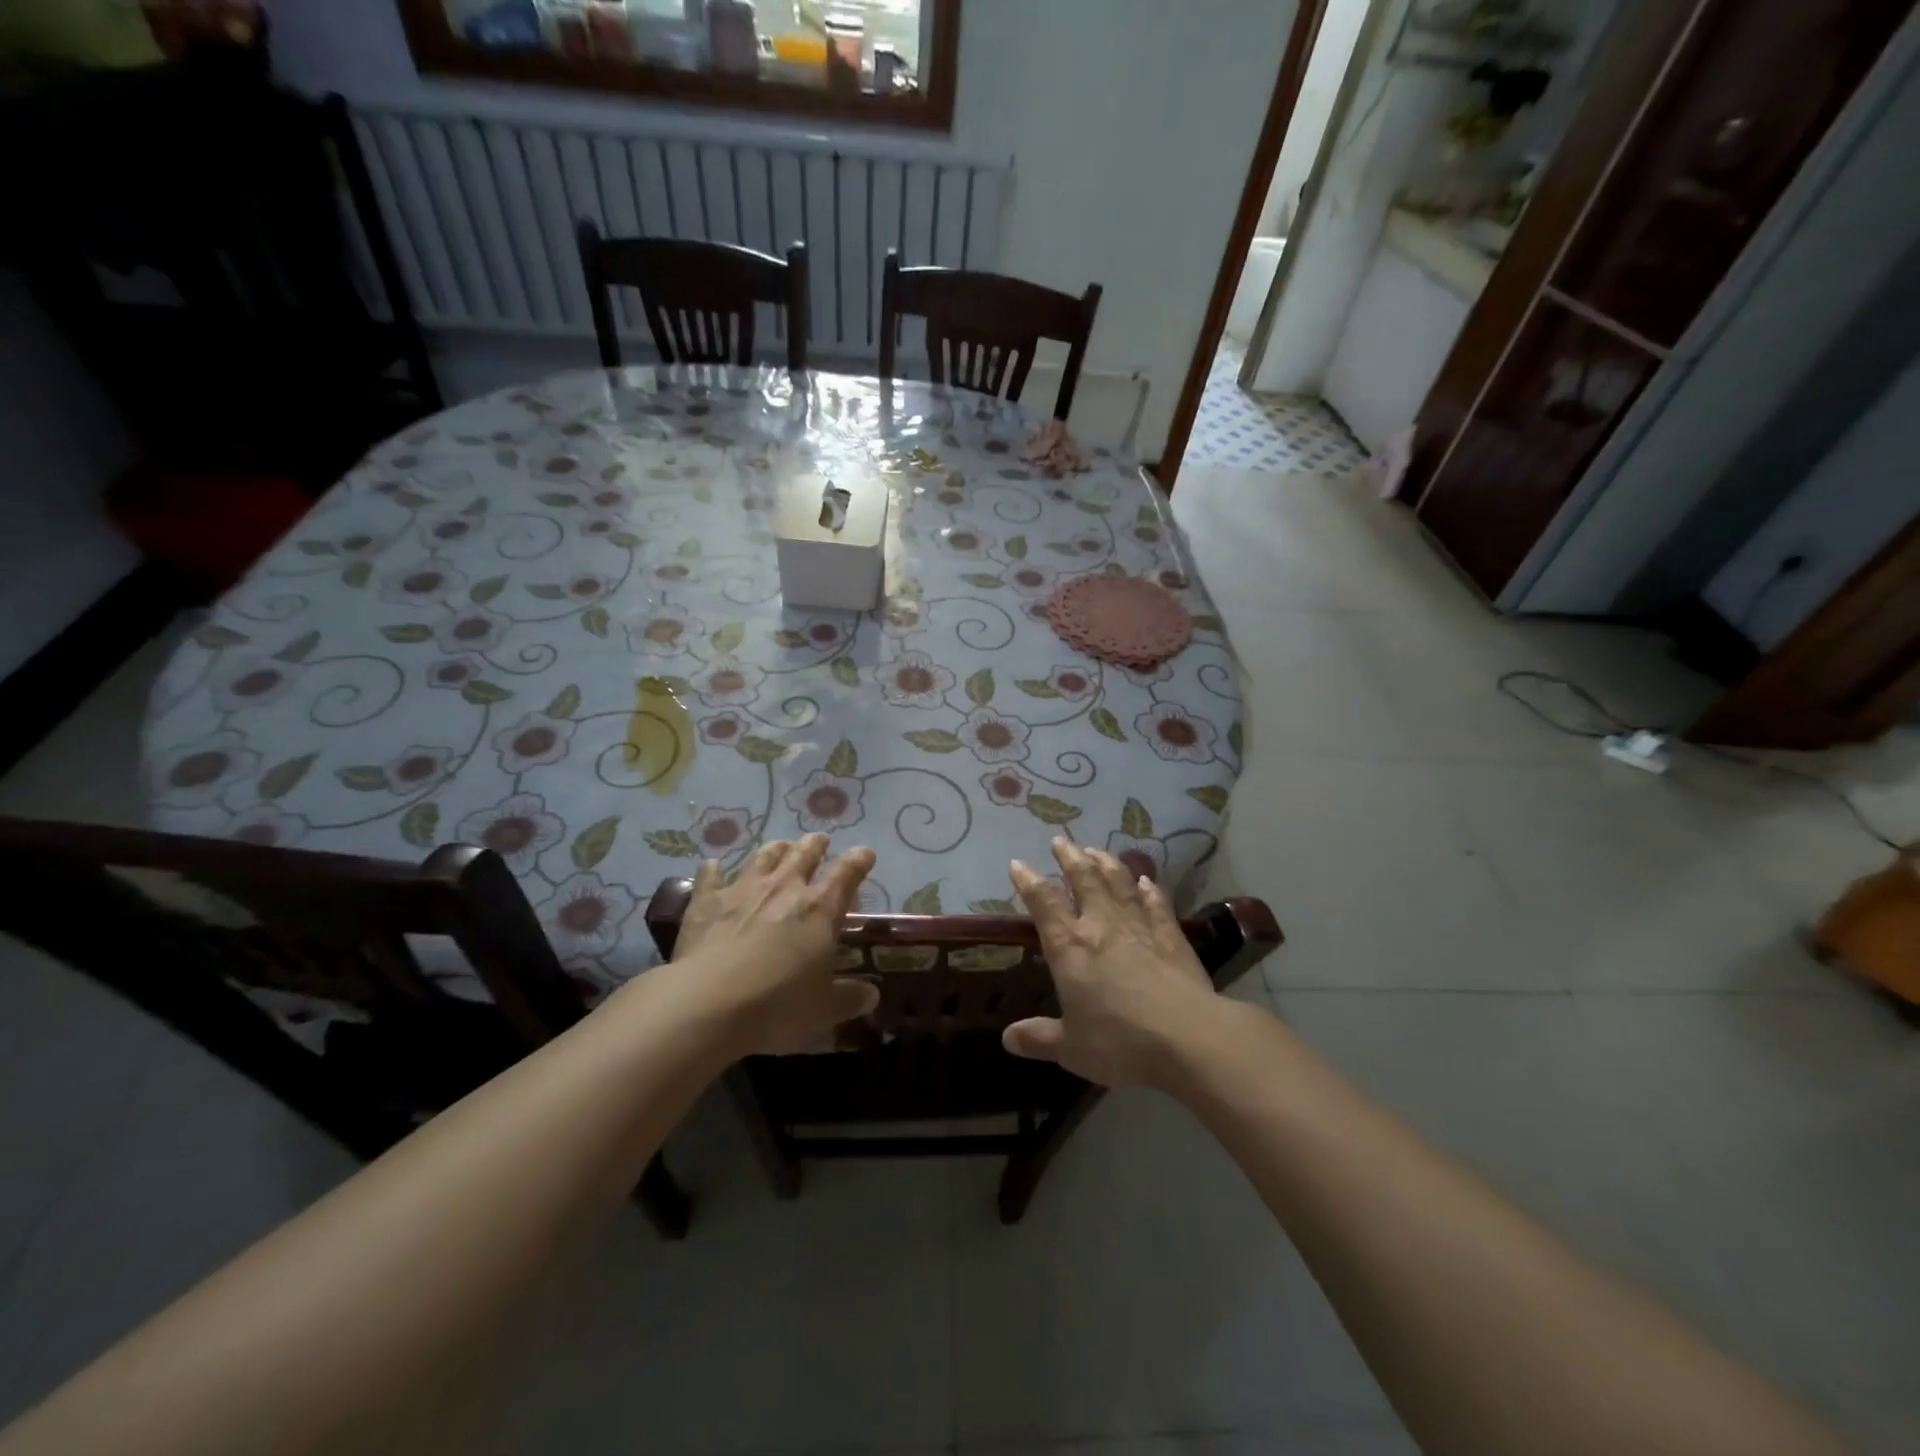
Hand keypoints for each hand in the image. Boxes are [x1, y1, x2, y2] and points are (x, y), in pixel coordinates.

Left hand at [671, 835, 879, 1055]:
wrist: (708, 1004)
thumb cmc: (777, 1006)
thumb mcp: (823, 1010)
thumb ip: (849, 998)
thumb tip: (872, 995)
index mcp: (820, 908)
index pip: (847, 873)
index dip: (859, 860)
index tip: (865, 854)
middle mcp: (784, 888)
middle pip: (805, 853)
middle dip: (815, 845)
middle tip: (820, 841)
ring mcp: (742, 890)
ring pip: (763, 856)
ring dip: (775, 849)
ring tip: (780, 847)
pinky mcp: (706, 901)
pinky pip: (710, 876)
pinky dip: (714, 870)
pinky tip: (712, 866)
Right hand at [1002, 838, 1224, 1088]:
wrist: (1187, 1037)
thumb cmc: (1120, 1042)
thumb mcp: (1071, 1049)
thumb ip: (1039, 1038)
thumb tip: (1007, 1038)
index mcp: (1069, 947)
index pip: (1043, 903)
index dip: (1029, 881)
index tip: (1019, 864)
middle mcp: (1101, 926)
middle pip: (1084, 880)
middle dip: (1069, 858)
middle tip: (1061, 841)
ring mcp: (1139, 926)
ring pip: (1119, 883)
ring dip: (1105, 863)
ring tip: (1095, 849)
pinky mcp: (1171, 935)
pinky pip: (1156, 903)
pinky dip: (1149, 889)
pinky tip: (1146, 880)